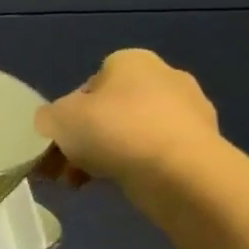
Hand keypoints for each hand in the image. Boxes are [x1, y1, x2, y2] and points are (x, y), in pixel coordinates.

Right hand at [34, 49, 220, 193]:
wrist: (179, 172)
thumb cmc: (113, 131)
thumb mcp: (56, 119)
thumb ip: (47, 117)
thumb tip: (54, 123)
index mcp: (131, 61)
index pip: (87, 86)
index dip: (67, 115)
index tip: (58, 141)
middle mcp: (164, 78)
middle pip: (107, 113)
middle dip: (83, 141)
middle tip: (63, 169)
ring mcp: (188, 112)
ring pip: (128, 135)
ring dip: (101, 158)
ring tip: (80, 184)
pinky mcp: (200, 145)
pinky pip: (152, 154)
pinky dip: (131, 168)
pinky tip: (111, 187)